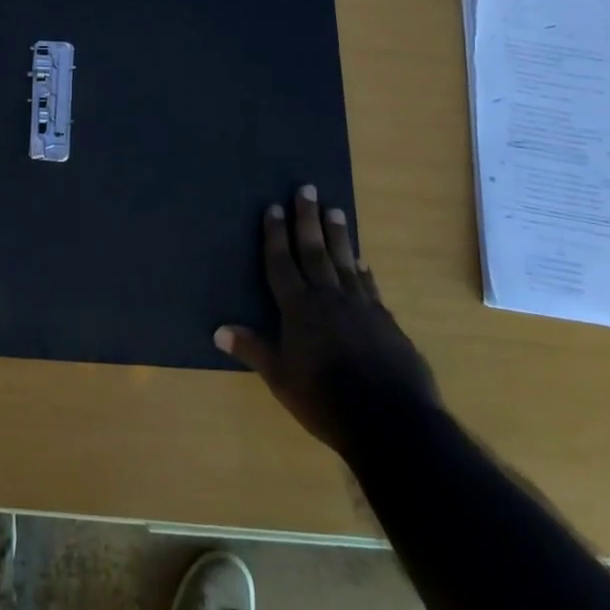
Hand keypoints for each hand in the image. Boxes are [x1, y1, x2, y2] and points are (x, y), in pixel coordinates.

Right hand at [216, 185, 439, 456]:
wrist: (391, 420)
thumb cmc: (324, 399)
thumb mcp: (280, 378)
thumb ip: (253, 349)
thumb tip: (218, 330)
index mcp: (299, 308)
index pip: (282, 263)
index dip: (276, 235)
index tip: (274, 207)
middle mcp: (329, 298)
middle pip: (315, 251)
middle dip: (307, 220)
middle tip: (306, 189)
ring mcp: (361, 307)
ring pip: (345, 262)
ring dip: (338, 235)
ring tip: (335, 210)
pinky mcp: (386, 322)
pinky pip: (370, 287)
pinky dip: (363, 271)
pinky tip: (362, 261)